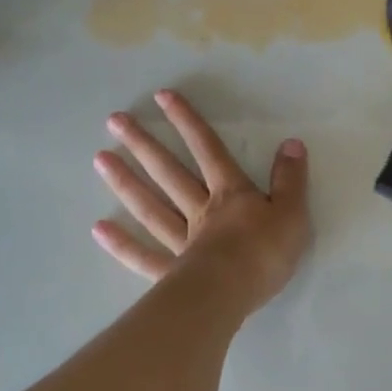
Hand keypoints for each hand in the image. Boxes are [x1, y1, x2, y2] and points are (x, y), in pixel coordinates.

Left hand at [92, 89, 311, 311]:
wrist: (234, 293)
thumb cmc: (265, 253)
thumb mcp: (292, 212)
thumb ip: (290, 179)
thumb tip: (292, 143)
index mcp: (231, 195)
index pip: (209, 150)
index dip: (188, 122)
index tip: (162, 97)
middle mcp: (200, 211)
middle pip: (170, 173)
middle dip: (144, 145)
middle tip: (114, 121)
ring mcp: (182, 242)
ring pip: (151, 207)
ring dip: (126, 182)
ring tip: (100, 159)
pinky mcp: (171, 273)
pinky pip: (143, 256)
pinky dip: (121, 244)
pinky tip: (99, 229)